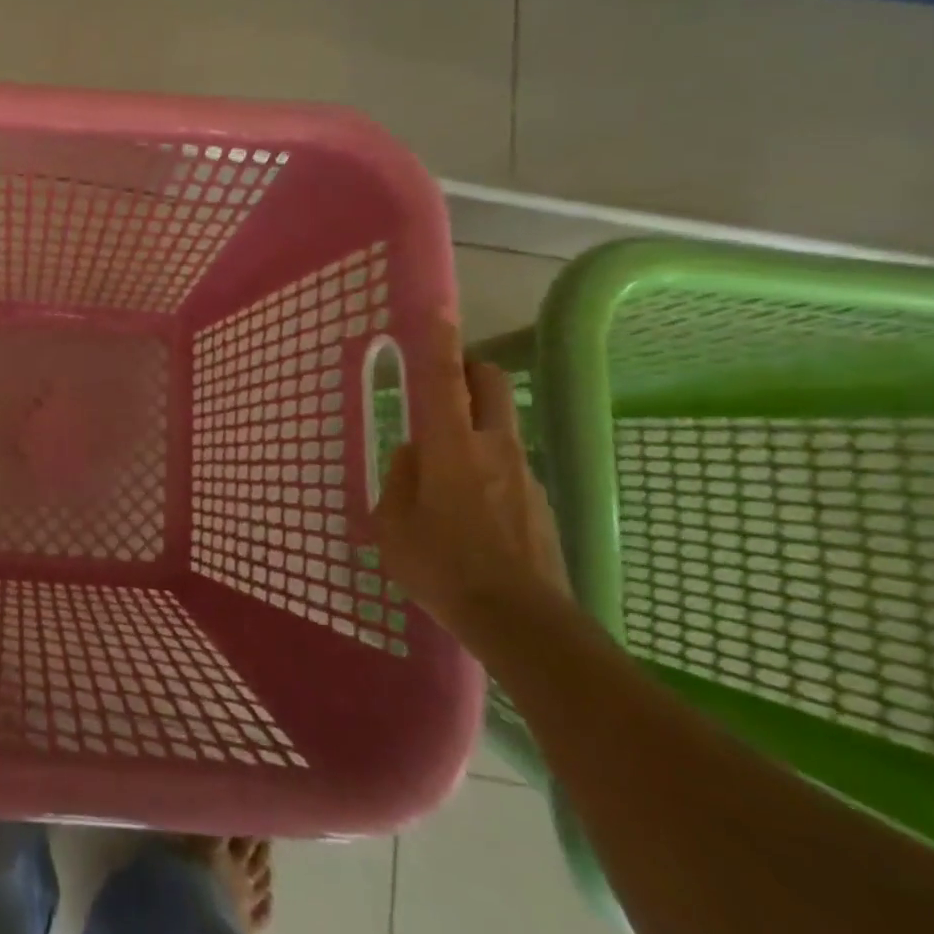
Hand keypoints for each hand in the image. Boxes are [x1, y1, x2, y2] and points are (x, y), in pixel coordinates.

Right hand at [375, 311, 571, 644]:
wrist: (523, 624)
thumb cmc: (443, 568)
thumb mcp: (393, 525)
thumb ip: (400, 479)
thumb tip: (414, 457)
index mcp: (450, 446)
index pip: (443, 378)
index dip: (438, 340)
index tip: (437, 309)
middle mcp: (492, 447)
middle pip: (489, 382)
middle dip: (468, 368)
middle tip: (440, 382)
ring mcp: (523, 473)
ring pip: (499, 425)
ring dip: (473, 426)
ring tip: (443, 475)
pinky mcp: (540, 501)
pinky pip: (508, 466)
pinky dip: (486, 469)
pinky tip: (469, 514)